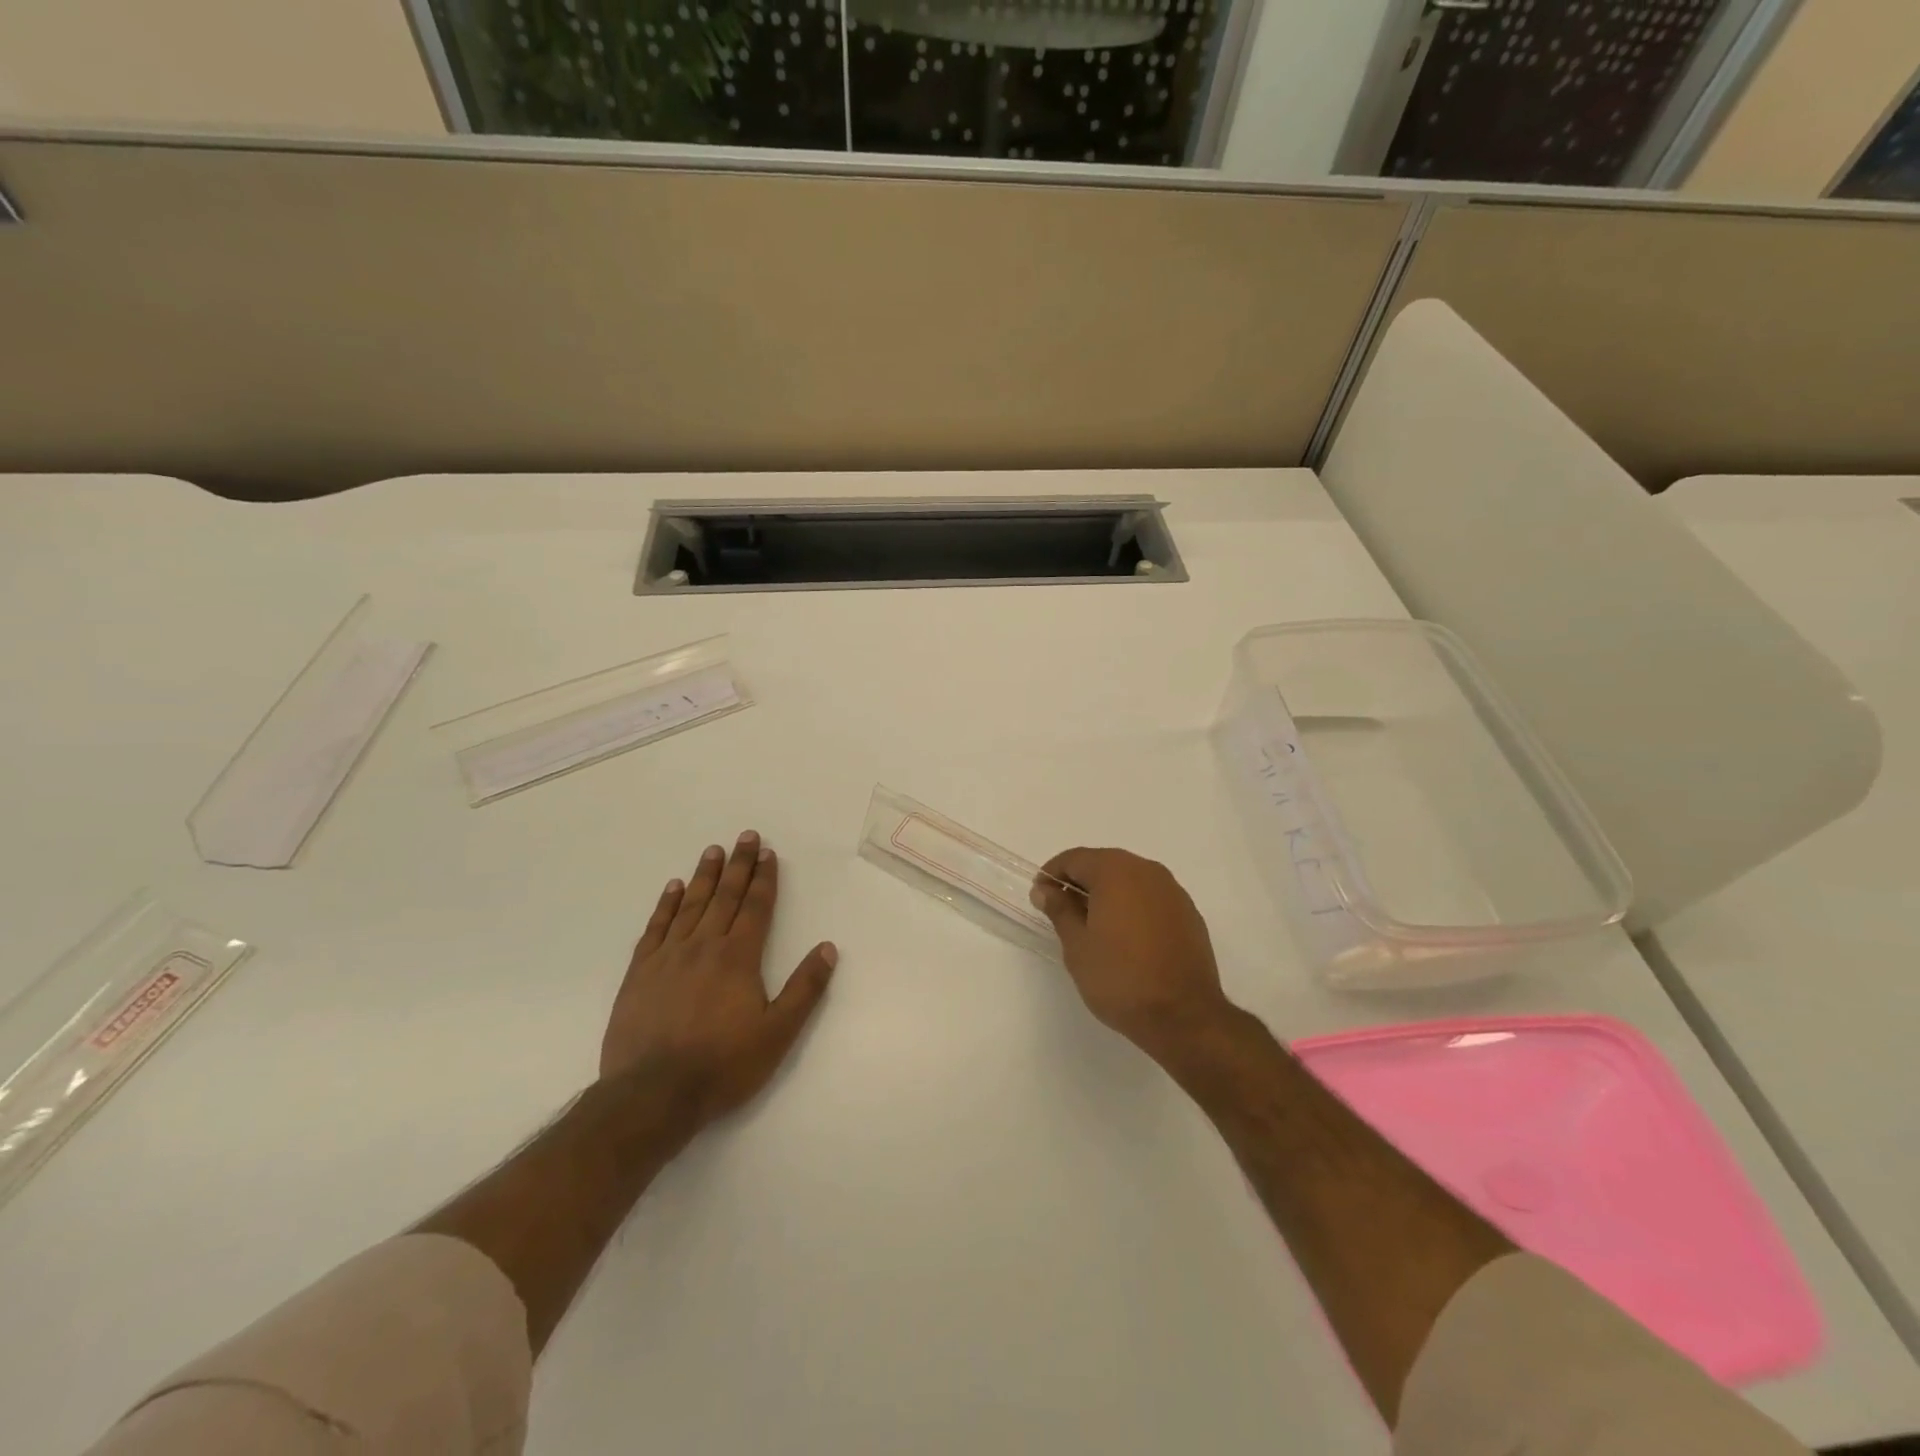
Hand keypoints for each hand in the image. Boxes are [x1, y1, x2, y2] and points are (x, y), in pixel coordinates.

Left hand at [602, 831, 836, 1125]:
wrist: (652, 1095)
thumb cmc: (723, 1065)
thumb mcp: (777, 1033)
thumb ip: (804, 989)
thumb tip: (827, 948)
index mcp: (738, 958)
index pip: (755, 908)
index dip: (763, 879)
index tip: (768, 853)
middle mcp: (704, 946)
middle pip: (725, 897)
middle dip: (738, 865)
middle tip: (745, 836)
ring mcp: (668, 957)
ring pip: (690, 905)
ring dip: (705, 876)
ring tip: (713, 850)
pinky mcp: (640, 973)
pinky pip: (656, 928)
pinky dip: (666, 905)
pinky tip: (673, 888)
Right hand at [1031, 847, 1235, 1059]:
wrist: (1184, 1016)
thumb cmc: (1120, 978)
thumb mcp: (1077, 945)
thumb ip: (1060, 910)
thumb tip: (1045, 890)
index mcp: (1116, 871)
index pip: (1075, 859)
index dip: (1052, 874)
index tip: (1040, 896)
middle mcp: (1147, 871)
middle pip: (1104, 864)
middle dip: (1080, 882)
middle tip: (1061, 910)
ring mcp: (1173, 891)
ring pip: (1130, 880)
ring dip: (1107, 893)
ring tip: (1092, 925)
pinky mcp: (1189, 914)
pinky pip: (1151, 898)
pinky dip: (1132, 906)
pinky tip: (1125, 936)